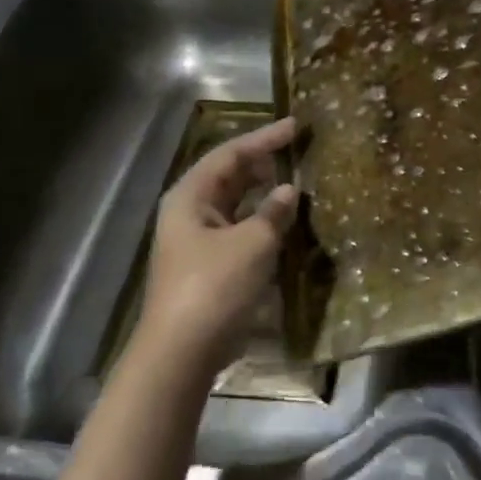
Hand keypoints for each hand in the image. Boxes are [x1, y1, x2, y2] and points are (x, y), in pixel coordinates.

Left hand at [135, 117, 299, 378]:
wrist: (181, 354)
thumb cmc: (214, 287)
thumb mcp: (253, 243)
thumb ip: (274, 211)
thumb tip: (290, 190)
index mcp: (190, 197)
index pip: (230, 154)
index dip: (264, 138)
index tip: (296, 126)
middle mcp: (190, 212)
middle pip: (229, 176)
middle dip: (263, 163)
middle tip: (299, 151)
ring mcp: (197, 241)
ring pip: (235, 204)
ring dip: (263, 193)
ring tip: (298, 181)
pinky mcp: (209, 266)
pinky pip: (239, 229)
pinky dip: (261, 220)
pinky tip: (285, 221)